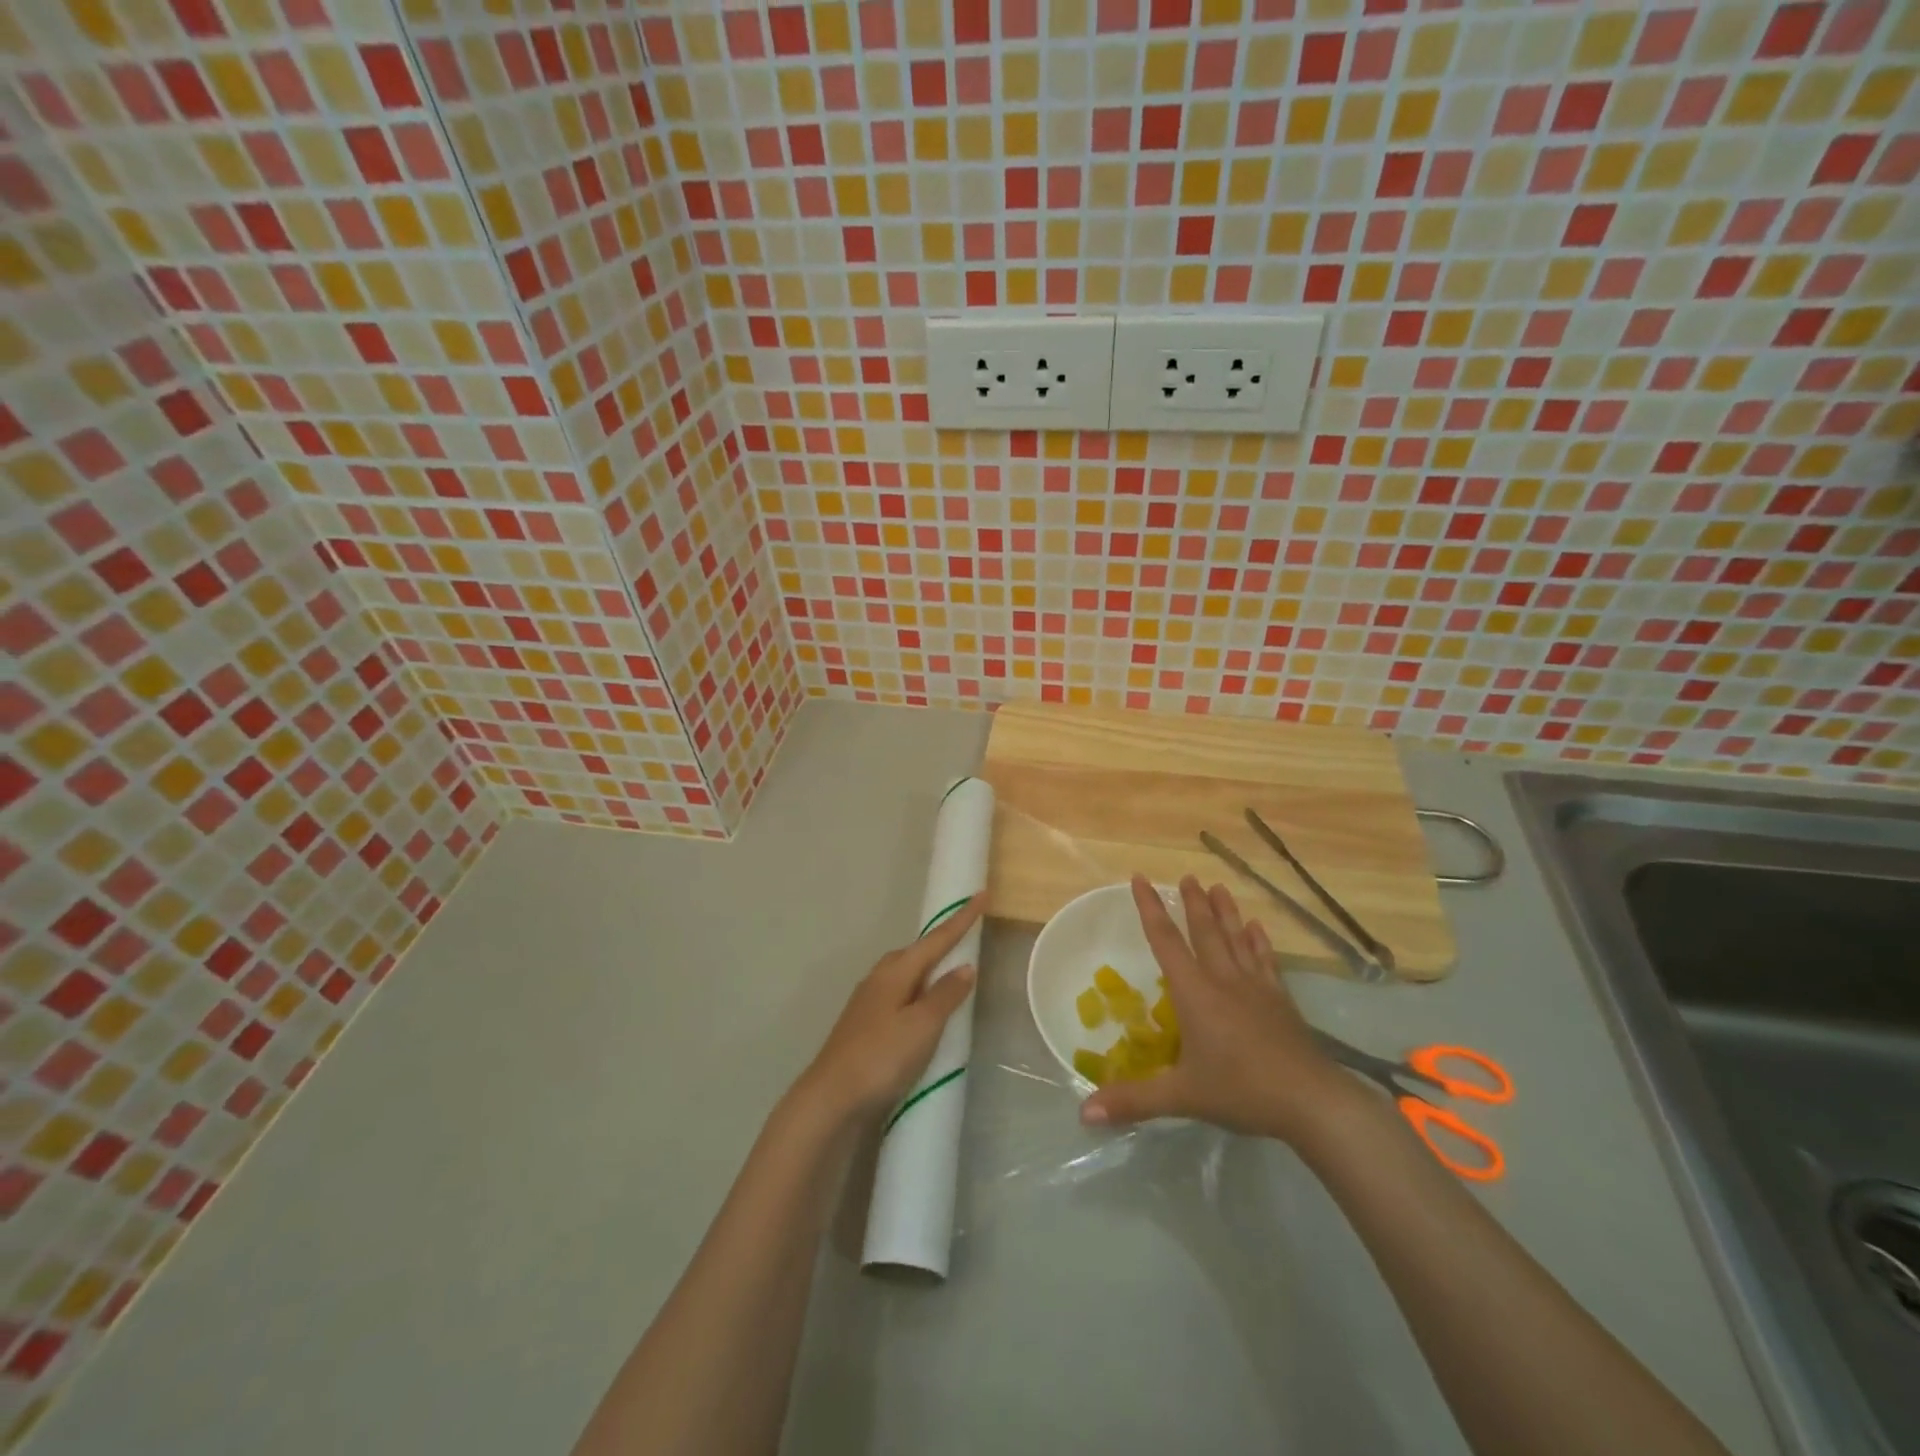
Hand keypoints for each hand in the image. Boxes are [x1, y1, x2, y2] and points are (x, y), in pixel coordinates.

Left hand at [793, 897, 982, 1125]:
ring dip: (928, 968)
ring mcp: (869, 1002)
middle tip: (966, 934)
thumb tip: (965, 966)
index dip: (961, 919)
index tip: (981, 894)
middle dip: (941, 941)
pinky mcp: (865, 1026)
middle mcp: (879, 979)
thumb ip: (945, 995)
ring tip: (949, 971)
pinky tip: (922, 1008)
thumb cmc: (881, 1057)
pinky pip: (899, 995)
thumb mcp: (922, 1026)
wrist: (831, 1099)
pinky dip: (918, 992)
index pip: (936, 939)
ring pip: (905, 973)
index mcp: (895, 972)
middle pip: (916, 952)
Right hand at [1080, 875, 1351, 1141]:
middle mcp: (1224, 980)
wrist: (1311, 1101)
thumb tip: (1084, 1114)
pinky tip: (1258, 928)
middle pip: (1205, 932)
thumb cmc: (1241, 1090)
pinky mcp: (1281, 1001)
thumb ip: (1133, 1100)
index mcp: (1195, 993)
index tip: (1141, 879)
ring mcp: (1256, 988)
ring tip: (1218, 887)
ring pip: (1236, 940)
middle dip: (1193, 904)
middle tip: (1187, 876)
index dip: (1150, 910)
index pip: (1166, 942)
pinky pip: (1266, 962)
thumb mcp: (1181, 1096)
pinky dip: (1259, 942)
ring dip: (1225, 913)